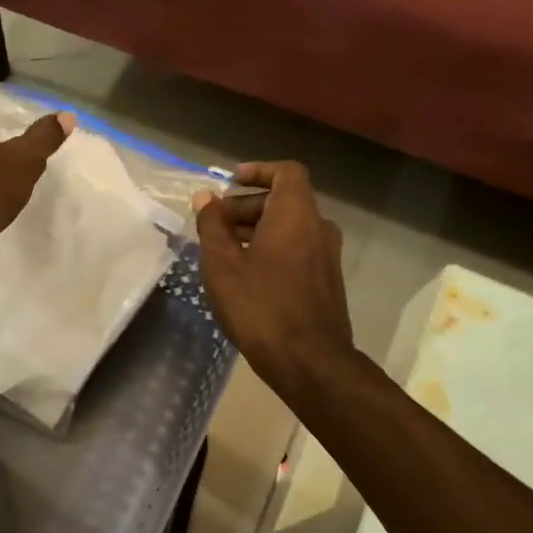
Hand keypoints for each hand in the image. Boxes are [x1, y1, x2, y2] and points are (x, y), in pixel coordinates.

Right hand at [194, 162, 355, 395]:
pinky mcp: (326, 281)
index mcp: (296, 215)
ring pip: (290, 227)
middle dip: (248, 205)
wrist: (309, 360)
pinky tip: (246, 275)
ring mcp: (327, 256)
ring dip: (258, 229)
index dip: (259, 171)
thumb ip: (212, 225)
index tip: (231, 182)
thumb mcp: (222, 264)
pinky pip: (297, 249)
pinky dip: (272, 248)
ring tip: (224, 250)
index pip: (286, 172)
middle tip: (215, 223)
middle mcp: (318, 228)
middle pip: (285, 200)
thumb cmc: (260, 306)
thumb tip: (205, 197)